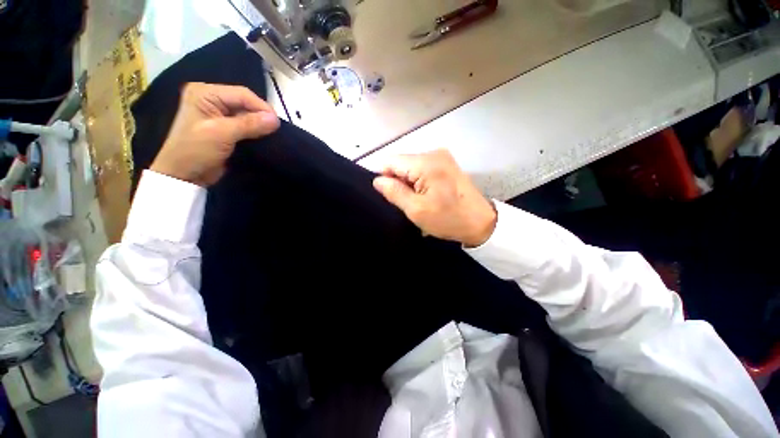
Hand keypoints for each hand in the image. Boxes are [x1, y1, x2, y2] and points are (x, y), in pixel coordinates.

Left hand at [151, 83, 279, 186]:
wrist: (185, 175)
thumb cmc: (196, 151)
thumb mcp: (222, 134)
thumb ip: (249, 124)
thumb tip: (275, 119)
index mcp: (206, 93)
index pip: (242, 94)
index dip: (262, 107)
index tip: (277, 124)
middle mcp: (212, 99)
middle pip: (246, 103)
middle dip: (262, 116)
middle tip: (276, 130)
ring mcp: (218, 113)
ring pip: (248, 114)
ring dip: (260, 124)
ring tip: (272, 134)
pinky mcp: (225, 127)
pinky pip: (246, 124)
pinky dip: (256, 131)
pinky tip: (264, 137)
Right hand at [373, 150, 496, 246]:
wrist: (481, 223)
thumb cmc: (448, 219)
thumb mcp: (416, 210)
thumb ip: (394, 192)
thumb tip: (377, 180)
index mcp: (425, 163)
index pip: (390, 161)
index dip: (384, 178)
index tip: (391, 196)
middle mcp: (434, 153)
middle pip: (401, 163)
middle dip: (398, 182)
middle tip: (406, 202)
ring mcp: (442, 157)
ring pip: (411, 167)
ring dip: (409, 184)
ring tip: (418, 201)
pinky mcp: (447, 164)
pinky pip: (423, 170)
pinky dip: (419, 182)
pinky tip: (426, 196)